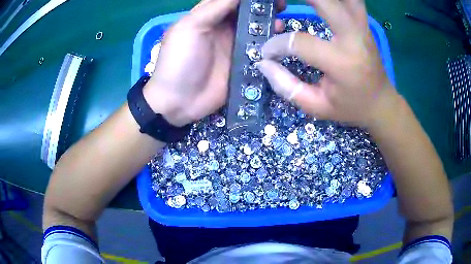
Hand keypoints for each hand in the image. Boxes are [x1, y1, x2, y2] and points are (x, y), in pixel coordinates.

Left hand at [143, 0, 285, 126]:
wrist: (180, 100)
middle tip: (280, 4)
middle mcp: (223, 28)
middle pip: (246, 12)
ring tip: (281, 20)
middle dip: (263, 6)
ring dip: (269, 22)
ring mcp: (235, 45)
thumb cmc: (179, 59)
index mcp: (208, 16)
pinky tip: (279, 39)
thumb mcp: (190, 27)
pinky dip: (270, 43)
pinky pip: (260, 49)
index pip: (231, 0)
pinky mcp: (243, 62)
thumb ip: (214, 8)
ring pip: (256, 28)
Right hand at [257, 0, 396, 127]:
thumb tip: (263, 64)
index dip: (277, 45)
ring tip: (299, 2)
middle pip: (323, 1)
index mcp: (342, 62)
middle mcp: (354, 37)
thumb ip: (287, 87)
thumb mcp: (317, 107)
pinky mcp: (364, 22)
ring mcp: (362, 26)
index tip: (268, 53)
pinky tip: (322, 4)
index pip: (300, 42)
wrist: (381, 102)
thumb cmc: (350, 107)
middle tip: (277, 4)